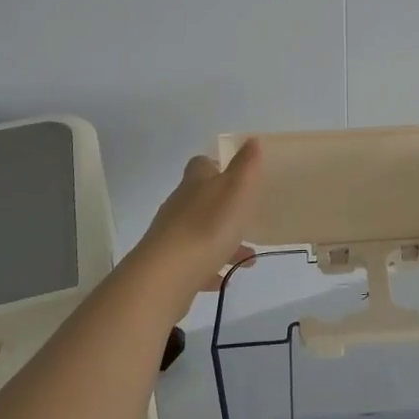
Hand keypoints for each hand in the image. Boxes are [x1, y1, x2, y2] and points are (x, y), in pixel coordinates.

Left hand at [129, 139, 264, 304]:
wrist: (168, 274)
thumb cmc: (209, 225)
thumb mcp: (237, 189)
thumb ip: (246, 165)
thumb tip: (251, 140)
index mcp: (196, 183)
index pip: (202, 164)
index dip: (217, 166)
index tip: (236, 175)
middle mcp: (180, 205)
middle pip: (201, 199)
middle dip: (225, 208)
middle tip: (248, 219)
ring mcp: (171, 236)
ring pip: (201, 233)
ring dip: (223, 241)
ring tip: (248, 257)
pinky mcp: (169, 265)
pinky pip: (194, 263)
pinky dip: (210, 268)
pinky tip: (226, 278)